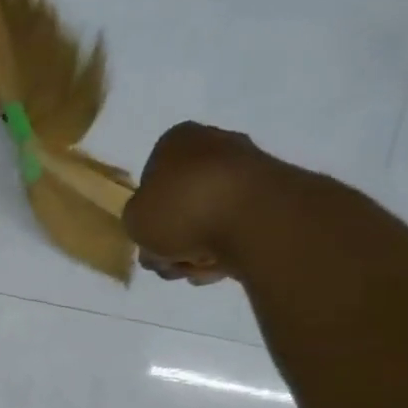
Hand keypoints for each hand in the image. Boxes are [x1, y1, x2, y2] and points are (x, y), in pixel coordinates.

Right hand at [123, 122, 280, 284]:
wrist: (255, 219)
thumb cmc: (182, 210)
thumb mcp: (133, 220)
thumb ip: (137, 220)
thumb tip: (156, 225)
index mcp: (176, 140)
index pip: (150, 179)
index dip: (145, 214)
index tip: (148, 237)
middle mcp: (214, 145)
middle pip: (180, 203)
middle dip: (173, 238)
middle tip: (169, 259)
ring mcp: (247, 170)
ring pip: (208, 219)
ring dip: (196, 249)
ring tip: (196, 267)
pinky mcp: (273, 198)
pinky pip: (237, 228)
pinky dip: (226, 249)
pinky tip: (221, 265)